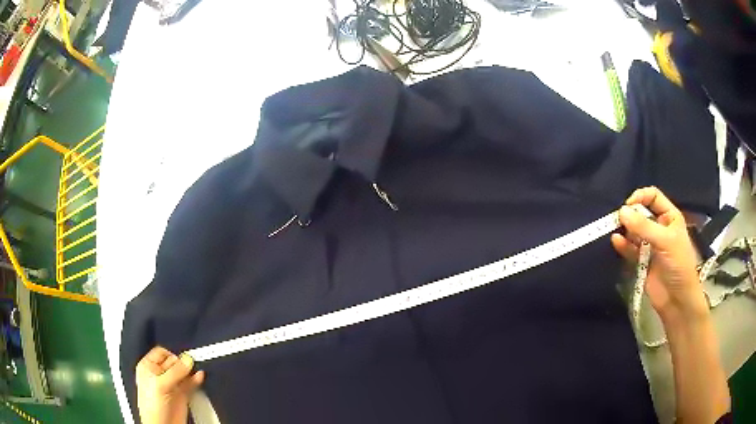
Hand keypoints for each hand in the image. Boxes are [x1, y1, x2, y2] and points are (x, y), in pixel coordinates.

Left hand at [136, 347, 204, 423]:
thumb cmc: (151, 408)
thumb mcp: (160, 385)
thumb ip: (175, 371)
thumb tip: (187, 360)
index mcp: (148, 367)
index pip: (162, 353)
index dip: (172, 355)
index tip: (182, 359)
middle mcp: (160, 375)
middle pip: (174, 362)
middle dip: (183, 363)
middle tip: (190, 365)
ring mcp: (171, 386)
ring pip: (183, 373)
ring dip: (191, 371)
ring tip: (196, 369)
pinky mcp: (182, 395)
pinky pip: (191, 384)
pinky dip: (196, 380)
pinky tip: (200, 377)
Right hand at [610, 187, 708, 321]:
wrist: (677, 300)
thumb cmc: (678, 265)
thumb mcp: (665, 241)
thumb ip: (644, 226)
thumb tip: (621, 211)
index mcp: (669, 217)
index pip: (653, 196)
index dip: (641, 196)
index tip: (629, 204)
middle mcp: (659, 227)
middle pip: (641, 213)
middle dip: (630, 214)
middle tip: (619, 219)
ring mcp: (650, 245)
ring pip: (634, 231)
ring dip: (625, 230)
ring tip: (616, 230)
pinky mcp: (641, 261)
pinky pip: (630, 249)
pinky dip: (623, 245)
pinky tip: (616, 242)